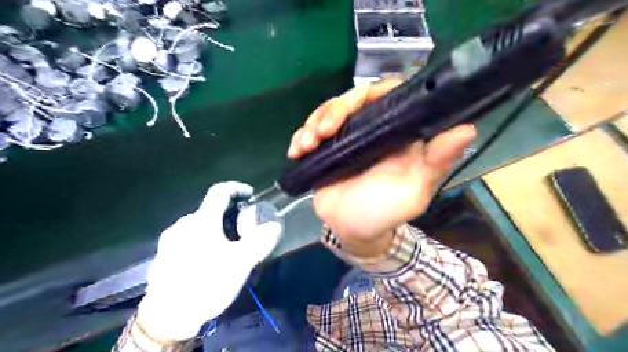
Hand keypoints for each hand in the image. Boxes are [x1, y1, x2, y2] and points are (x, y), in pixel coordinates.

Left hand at [140, 182, 284, 339]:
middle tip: (240, 232)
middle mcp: (183, 224)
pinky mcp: (163, 255)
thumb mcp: (240, 262)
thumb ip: (260, 241)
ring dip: (213, 229)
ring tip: (225, 248)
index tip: (250, 194)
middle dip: (227, 215)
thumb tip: (274, 225)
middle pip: (209, 210)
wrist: (168, 317)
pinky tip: (205, 261)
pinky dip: (200, 241)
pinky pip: (186, 239)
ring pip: (197, 225)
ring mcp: (169, 240)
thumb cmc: (207, 283)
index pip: (220, 191)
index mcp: (202, 221)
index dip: (237, 188)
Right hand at [288, 79, 475, 255]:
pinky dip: (300, 137)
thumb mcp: (415, 189)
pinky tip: (296, 151)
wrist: (352, 230)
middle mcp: (370, 128)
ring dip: (313, 123)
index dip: (374, 91)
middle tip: (322, 132)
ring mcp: (345, 137)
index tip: (358, 101)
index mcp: (395, 132)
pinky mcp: (325, 148)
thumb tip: (467, 128)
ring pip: (327, 112)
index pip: (387, 95)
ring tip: (307, 145)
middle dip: (333, 110)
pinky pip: (309, 132)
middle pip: (351, 99)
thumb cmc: (386, 211)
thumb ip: (436, 161)